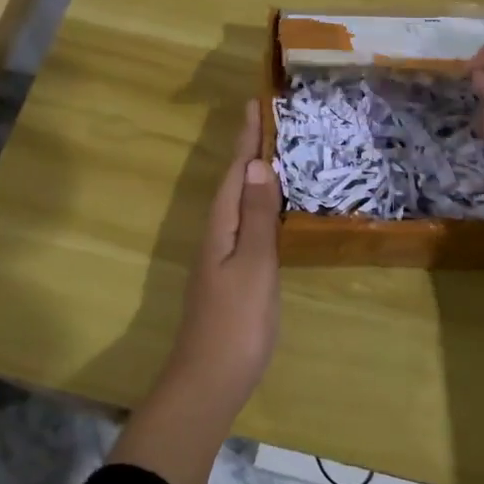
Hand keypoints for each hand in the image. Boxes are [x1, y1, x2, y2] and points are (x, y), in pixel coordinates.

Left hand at [169, 98, 281, 391]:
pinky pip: (245, 225)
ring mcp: (221, 257)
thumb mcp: (252, 265)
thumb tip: (255, 164)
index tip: (254, 103)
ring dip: (252, 176)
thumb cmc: (237, 321)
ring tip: (273, 153)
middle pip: (232, 183)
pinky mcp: (231, 276)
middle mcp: (217, 235)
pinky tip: (270, 211)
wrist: (210, 380)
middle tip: (268, 120)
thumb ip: (255, 216)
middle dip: (248, 151)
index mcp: (220, 226)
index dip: (246, 139)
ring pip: (237, 204)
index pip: (235, 172)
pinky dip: (257, 206)